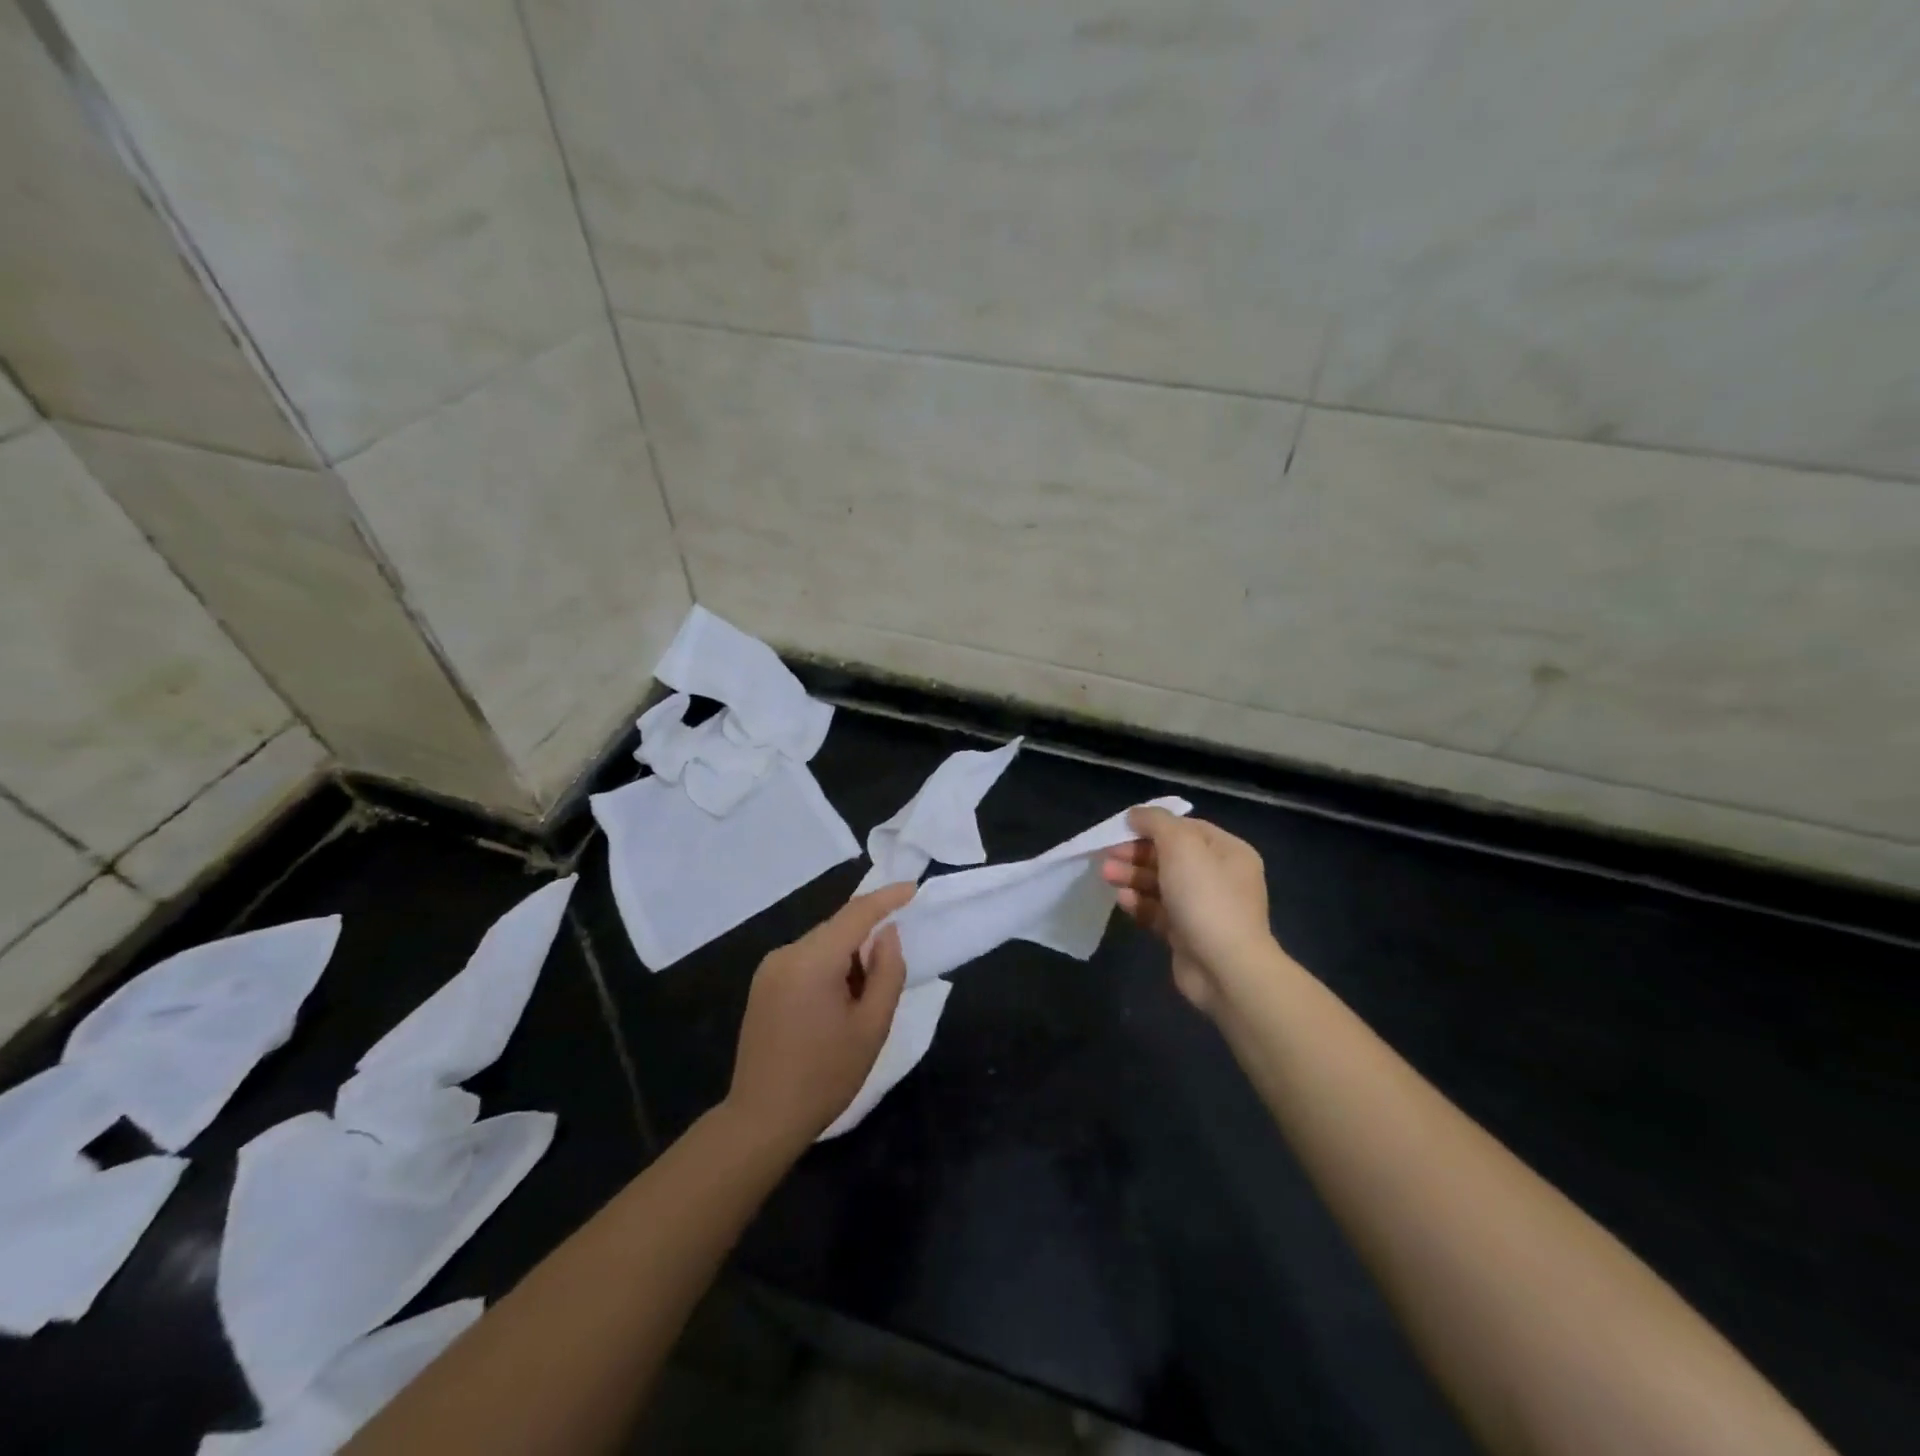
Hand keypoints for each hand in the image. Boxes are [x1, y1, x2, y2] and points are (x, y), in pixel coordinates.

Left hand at [725, 882, 913, 1151]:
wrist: (763, 1118)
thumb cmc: (826, 1076)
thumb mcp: (872, 1026)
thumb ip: (887, 971)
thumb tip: (887, 934)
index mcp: (812, 961)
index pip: (856, 914)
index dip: (887, 898)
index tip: (912, 888)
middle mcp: (786, 954)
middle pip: (837, 928)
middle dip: (867, 938)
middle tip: (890, 971)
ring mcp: (769, 968)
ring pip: (821, 944)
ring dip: (848, 956)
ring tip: (861, 999)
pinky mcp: (762, 984)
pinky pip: (805, 960)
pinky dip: (828, 967)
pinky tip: (836, 1004)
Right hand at [1102, 807, 1277, 1015]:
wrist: (1225, 968)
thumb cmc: (1205, 897)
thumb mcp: (1181, 845)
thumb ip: (1156, 822)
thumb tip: (1136, 814)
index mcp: (1228, 851)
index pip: (1186, 828)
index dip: (1153, 825)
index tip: (1121, 829)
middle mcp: (1219, 877)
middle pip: (1170, 856)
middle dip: (1136, 853)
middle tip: (1107, 855)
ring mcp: (1203, 908)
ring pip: (1160, 884)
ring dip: (1132, 876)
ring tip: (1106, 876)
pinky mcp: (1187, 934)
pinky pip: (1158, 912)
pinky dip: (1140, 903)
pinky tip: (1122, 900)